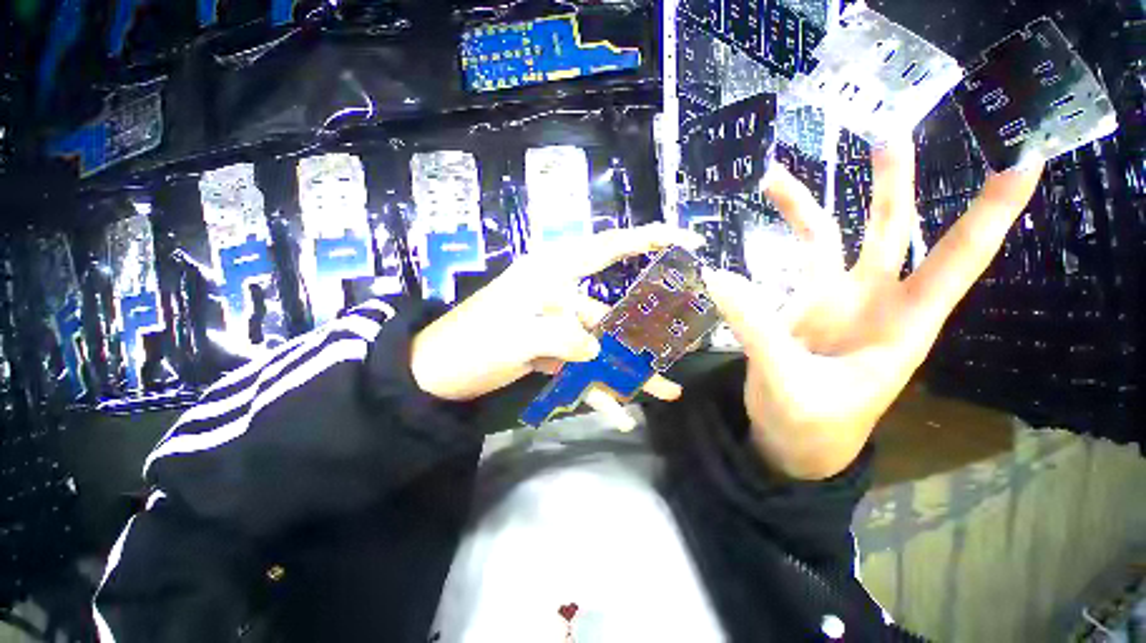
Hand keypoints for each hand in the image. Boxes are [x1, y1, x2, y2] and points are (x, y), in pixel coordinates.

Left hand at [410, 224, 705, 430]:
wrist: (434, 374)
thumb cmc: (470, 344)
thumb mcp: (518, 337)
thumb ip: (566, 340)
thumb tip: (597, 352)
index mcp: (552, 274)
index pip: (606, 248)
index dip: (645, 239)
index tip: (685, 239)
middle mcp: (561, 296)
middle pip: (614, 312)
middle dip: (647, 334)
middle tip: (682, 347)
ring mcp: (558, 327)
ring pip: (602, 348)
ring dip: (629, 372)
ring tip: (664, 394)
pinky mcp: (552, 352)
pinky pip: (582, 369)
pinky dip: (598, 391)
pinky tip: (620, 415)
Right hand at [703, 140, 1043, 478]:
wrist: (792, 440)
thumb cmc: (810, 425)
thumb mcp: (788, 384)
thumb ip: (757, 330)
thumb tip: (718, 279)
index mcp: (902, 325)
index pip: (958, 261)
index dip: (993, 212)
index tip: (1023, 157)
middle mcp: (875, 302)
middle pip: (891, 232)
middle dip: (893, 184)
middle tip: (888, 134)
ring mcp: (833, 301)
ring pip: (831, 239)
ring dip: (809, 205)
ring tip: (774, 178)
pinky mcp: (800, 306)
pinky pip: (790, 263)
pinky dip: (771, 246)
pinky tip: (750, 238)